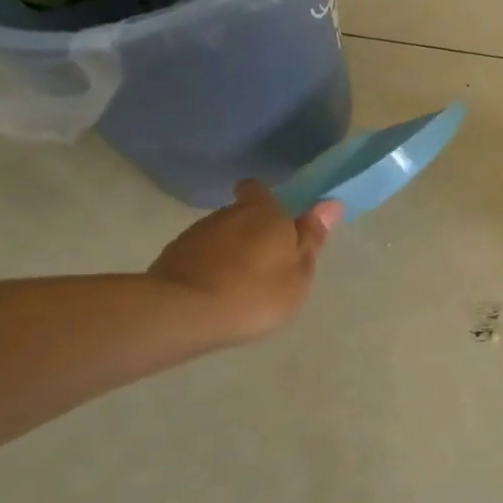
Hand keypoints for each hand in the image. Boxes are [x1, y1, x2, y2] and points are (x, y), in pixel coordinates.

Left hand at [148, 181, 342, 344]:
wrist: (184, 314)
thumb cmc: (255, 293)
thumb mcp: (299, 273)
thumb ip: (312, 238)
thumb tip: (330, 203)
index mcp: (264, 212)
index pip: (260, 188)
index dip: (268, 202)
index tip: (277, 224)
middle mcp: (228, 213)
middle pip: (242, 215)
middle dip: (252, 233)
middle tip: (266, 266)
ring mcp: (195, 234)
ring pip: (220, 236)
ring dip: (229, 253)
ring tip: (239, 286)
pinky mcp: (172, 257)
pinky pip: (199, 257)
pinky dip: (208, 269)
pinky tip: (215, 295)